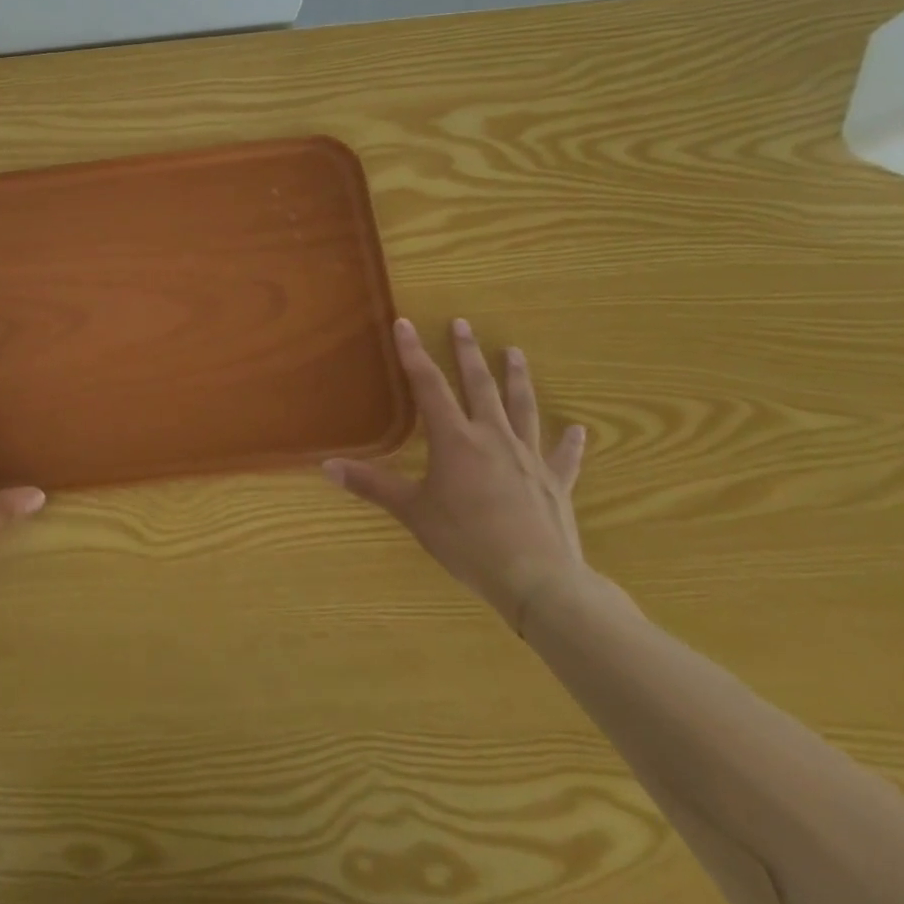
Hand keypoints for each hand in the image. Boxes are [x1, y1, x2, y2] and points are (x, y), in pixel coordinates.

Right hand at [325, 317, 588, 631]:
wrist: (538, 579)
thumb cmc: (467, 541)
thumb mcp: (413, 512)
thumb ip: (372, 486)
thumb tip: (326, 466)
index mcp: (455, 440)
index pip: (429, 386)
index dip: (414, 354)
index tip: (405, 324)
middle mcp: (493, 438)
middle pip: (480, 386)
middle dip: (468, 353)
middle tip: (463, 324)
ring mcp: (529, 458)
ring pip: (522, 408)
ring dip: (517, 378)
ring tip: (515, 352)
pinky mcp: (556, 483)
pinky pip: (564, 457)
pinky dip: (569, 443)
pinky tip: (577, 429)